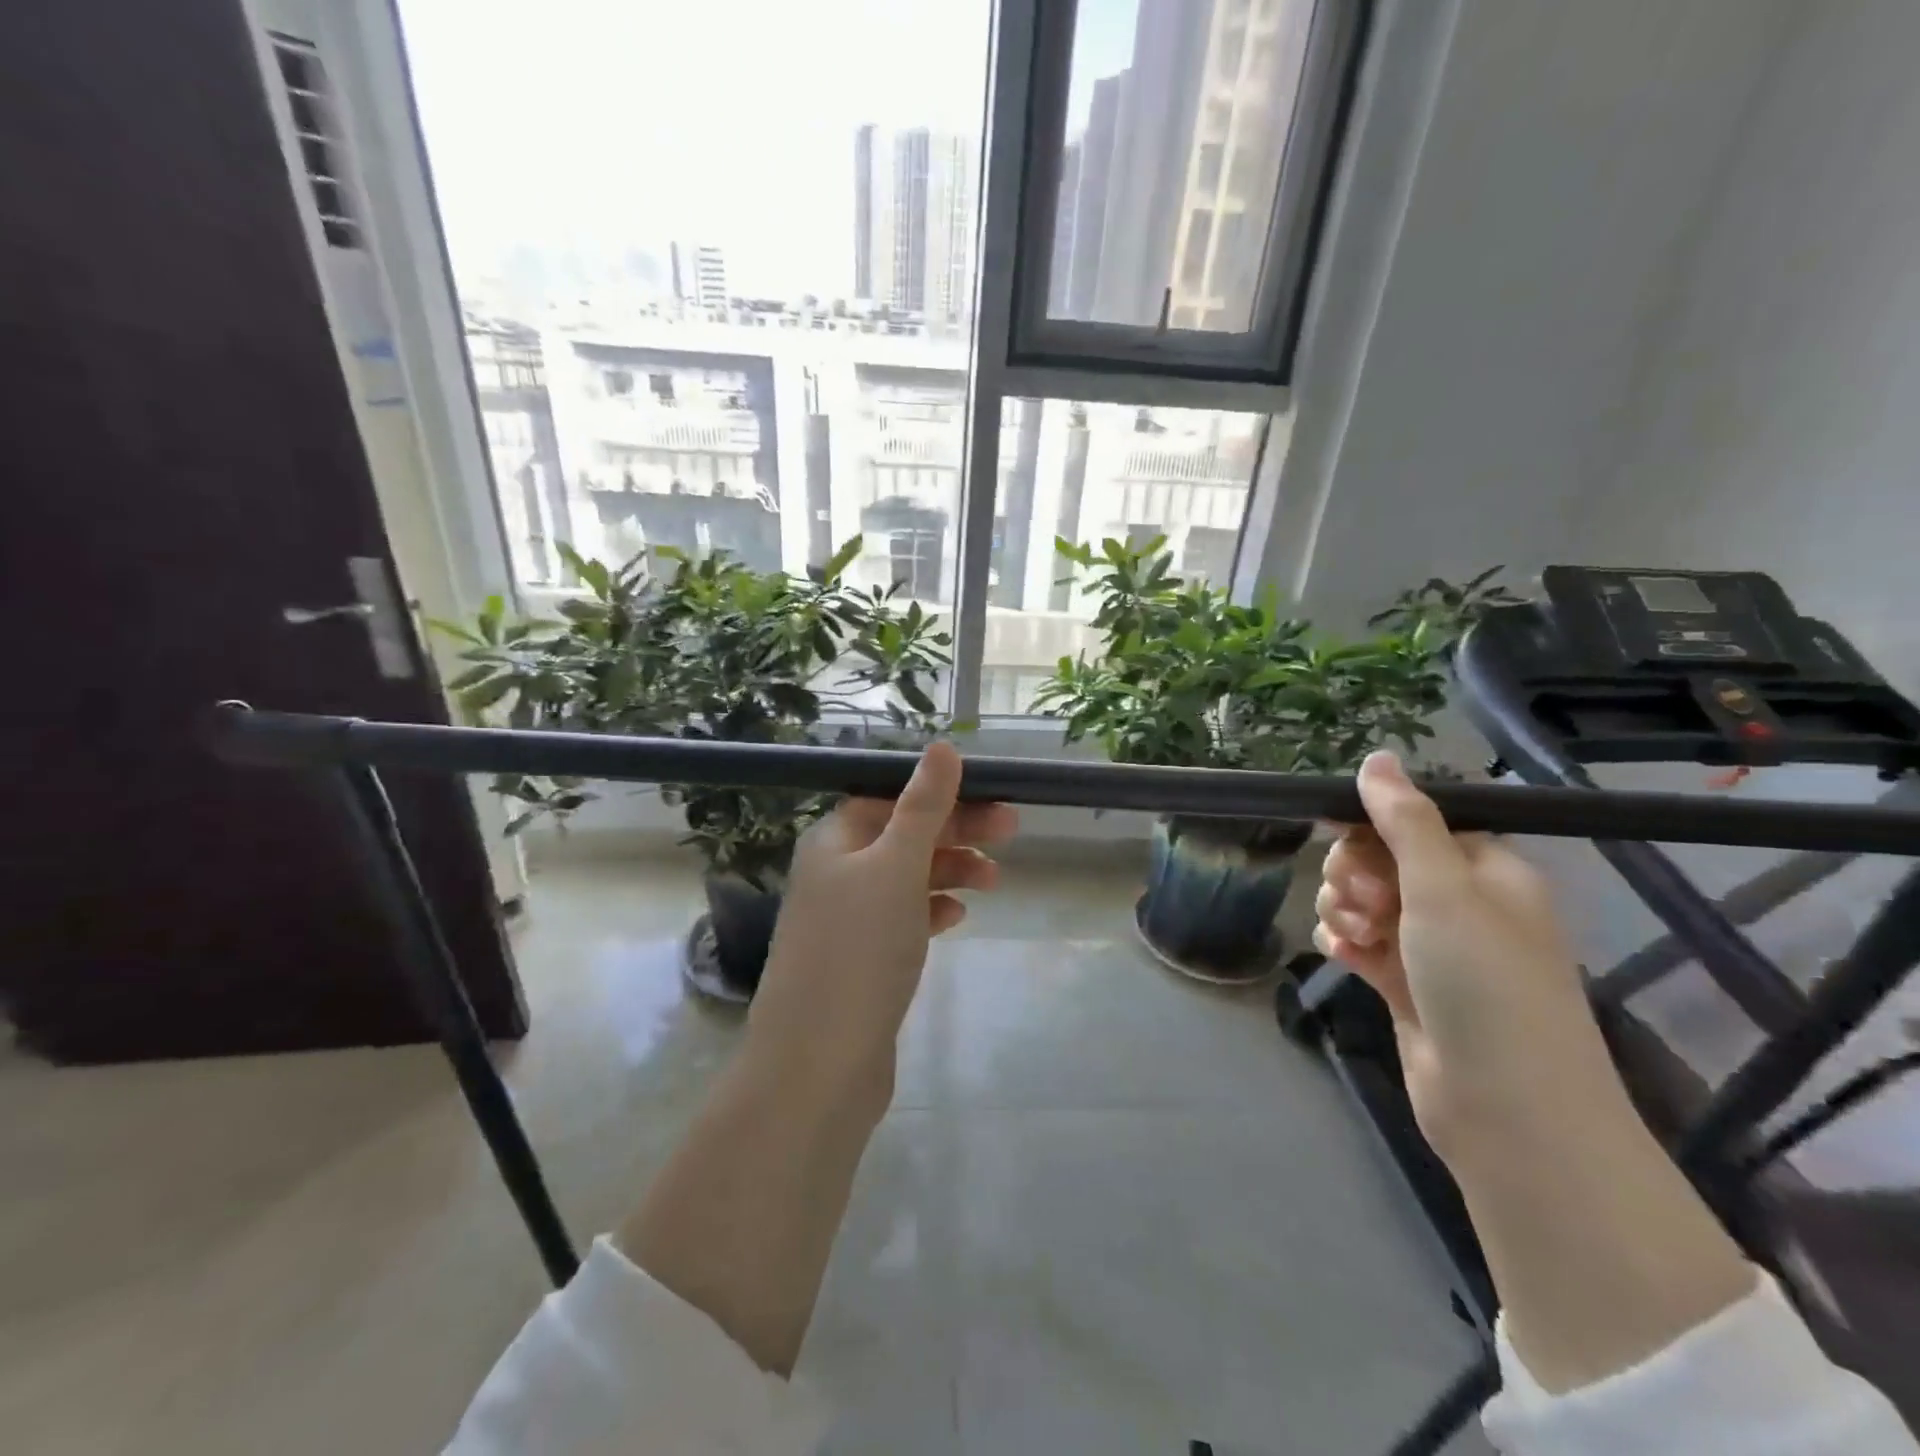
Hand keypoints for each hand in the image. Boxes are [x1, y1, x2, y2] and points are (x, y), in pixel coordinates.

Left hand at [747, 741, 1017, 1113]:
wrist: (818, 1065)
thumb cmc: (860, 950)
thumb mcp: (897, 866)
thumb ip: (923, 806)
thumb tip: (942, 746)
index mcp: (834, 841)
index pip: (892, 798)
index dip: (941, 795)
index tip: (992, 800)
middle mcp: (834, 873)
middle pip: (903, 836)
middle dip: (956, 832)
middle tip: (1012, 834)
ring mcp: (845, 920)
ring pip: (905, 878)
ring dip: (949, 871)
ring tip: (993, 881)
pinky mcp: (859, 960)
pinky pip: (901, 919)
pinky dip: (930, 910)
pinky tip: (956, 918)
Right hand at [1314, 751, 1617, 1158]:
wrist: (1507, 1112)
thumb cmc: (1484, 985)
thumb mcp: (1444, 890)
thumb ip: (1404, 821)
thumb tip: (1377, 757)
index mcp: (1487, 872)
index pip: (1415, 822)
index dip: (1373, 828)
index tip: (1347, 844)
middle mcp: (1461, 904)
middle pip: (1382, 859)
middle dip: (1353, 872)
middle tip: (1362, 902)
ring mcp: (1432, 948)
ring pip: (1364, 900)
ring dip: (1343, 906)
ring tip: (1353, 934)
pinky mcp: (1406, 985)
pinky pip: (1360, 942)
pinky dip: (1344, 942)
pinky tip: (1339, 953)